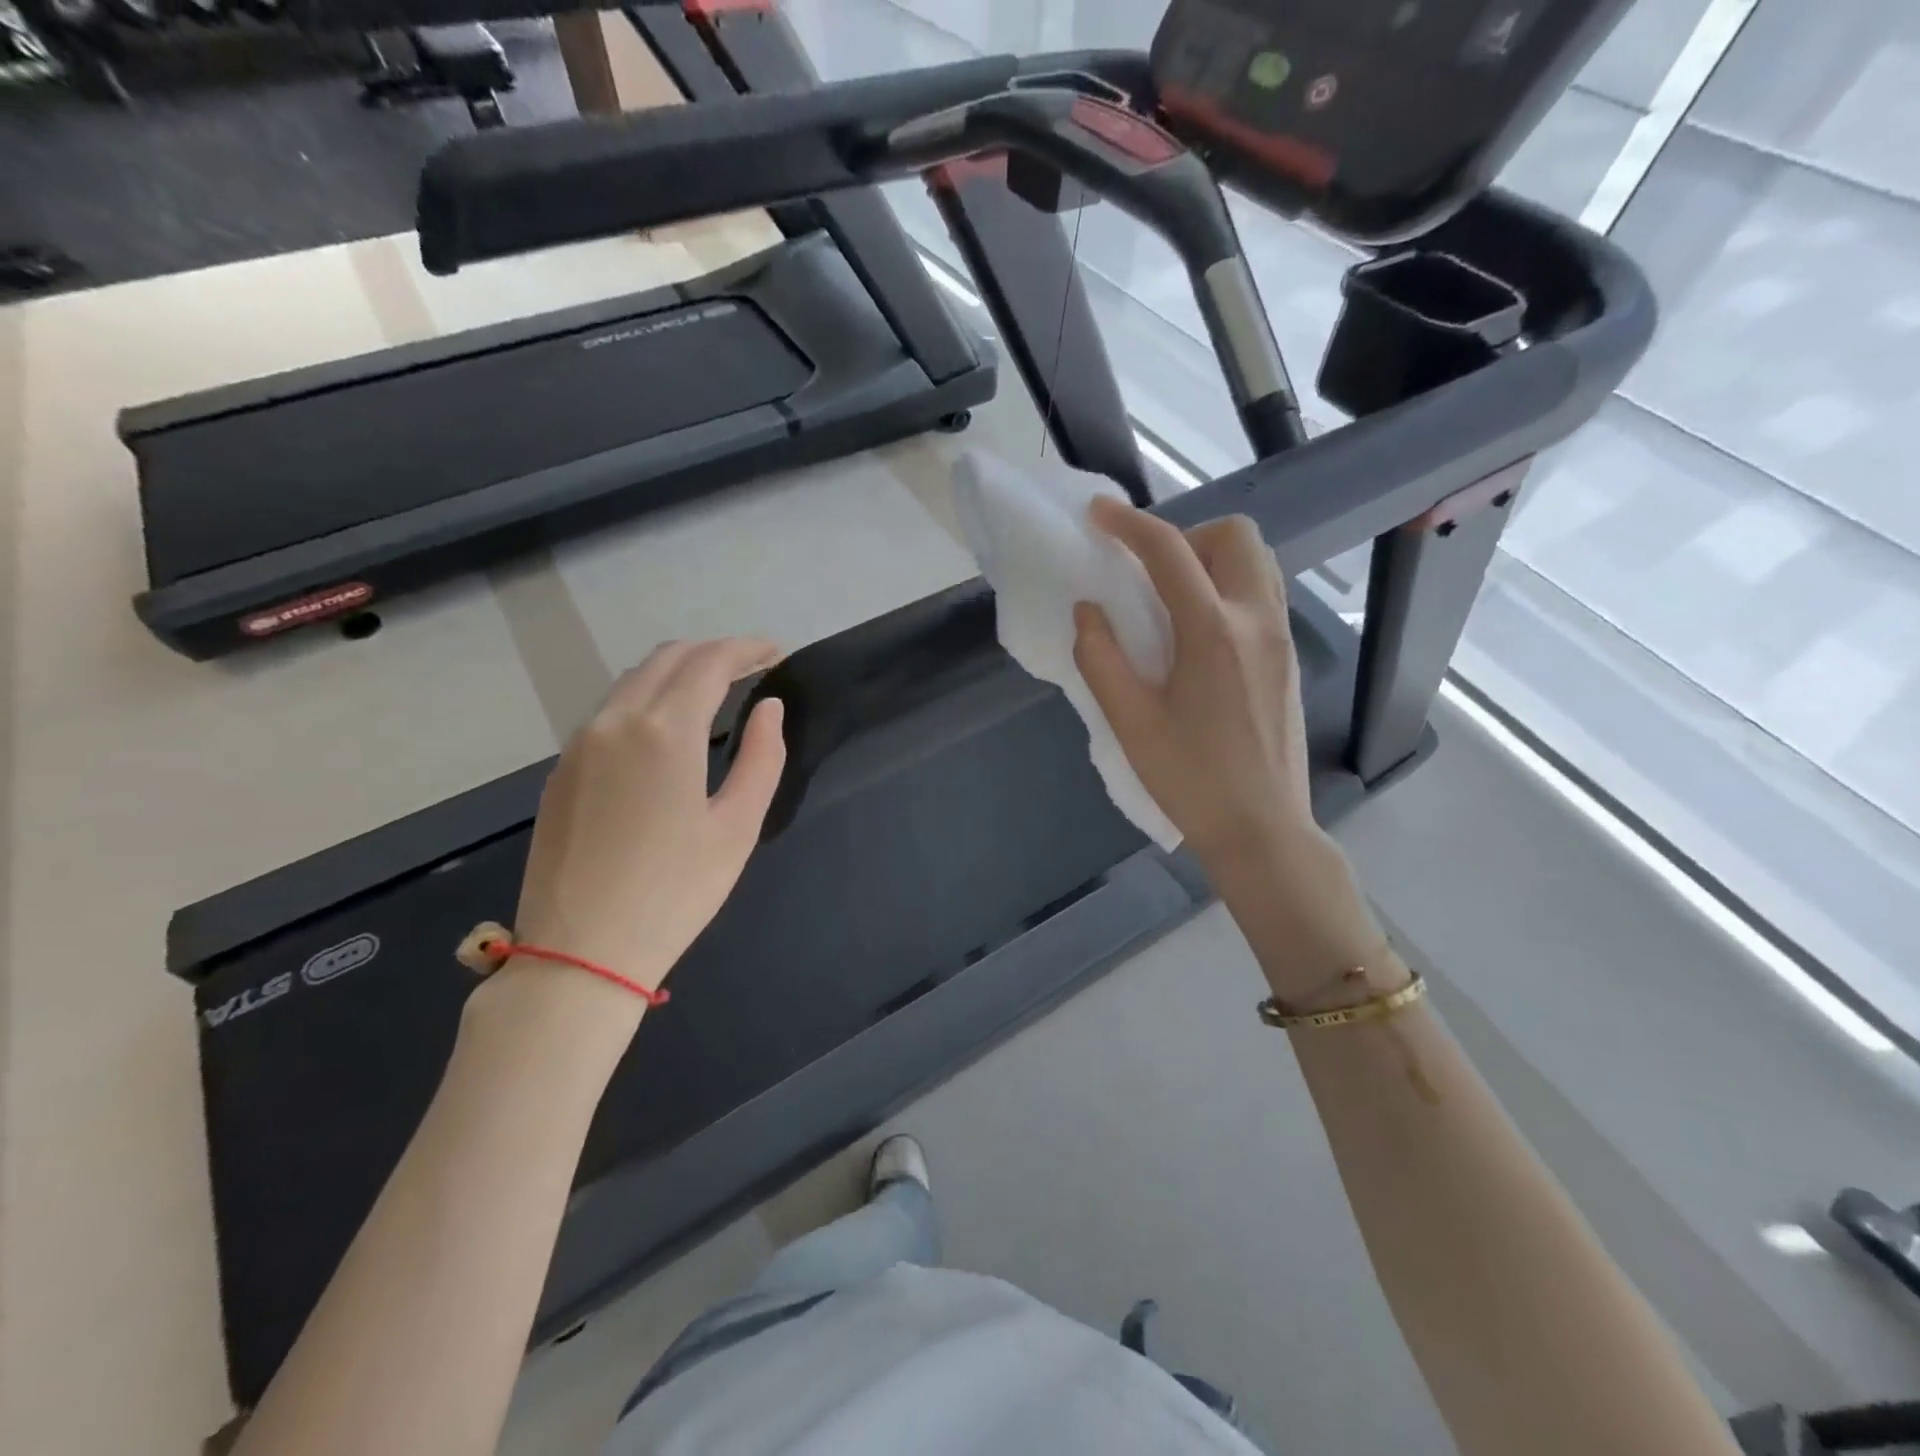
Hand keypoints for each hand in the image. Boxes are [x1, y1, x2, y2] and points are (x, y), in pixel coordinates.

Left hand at [510, 638, 786, 1003]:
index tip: (776, 653)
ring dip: (678, 671)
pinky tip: (668, 728)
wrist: (580, 952)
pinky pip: (610, 710)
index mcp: (665, 732)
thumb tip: (768, 708)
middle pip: (668, 658)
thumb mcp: (738, 827)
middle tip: (752, 668)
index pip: (710, 662)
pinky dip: (647, 698)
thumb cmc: (675, 892)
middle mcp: (616, 721)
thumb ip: (761, 757)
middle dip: (714, 652)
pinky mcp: (562, 769)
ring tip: (715, 692)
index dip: (747, 649)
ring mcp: (580, 743)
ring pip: (634, 680)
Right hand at [1073, 498, 1316, 873]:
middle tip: (1150, 573)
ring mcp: (1280, 638)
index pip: (1170, 552)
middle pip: (1235, 536)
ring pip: (1257, 562)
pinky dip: (1229, 587)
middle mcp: (1256, 621)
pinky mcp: (1288, 659)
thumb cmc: (1190, 780)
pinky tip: (1199, 634)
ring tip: (1173, 599)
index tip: (1098, 514)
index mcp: (1213, 632)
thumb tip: (1089, 609)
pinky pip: (1263, 594)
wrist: (1262, 829)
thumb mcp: (1130, 722)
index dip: (1129, 524)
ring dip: (1213, 559)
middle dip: (1187, 535)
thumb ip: (1101, 657)